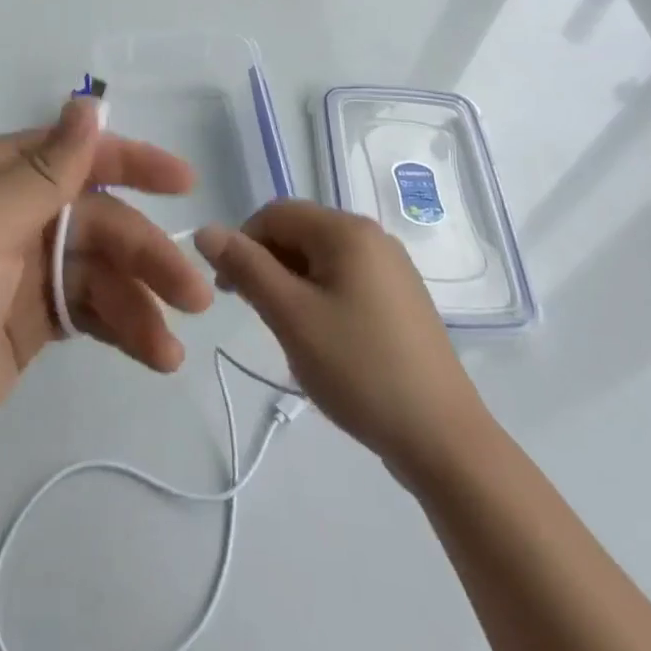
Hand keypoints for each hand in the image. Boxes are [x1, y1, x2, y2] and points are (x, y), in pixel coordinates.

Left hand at [0, 98, 212, 502]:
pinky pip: (89, 311)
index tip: (183, 182)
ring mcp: (22, 272)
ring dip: (142, 300)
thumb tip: (89, 104)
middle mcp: (11, 216)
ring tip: (173, 345)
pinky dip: (123, 327)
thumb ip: (43, 172)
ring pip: (100, 269)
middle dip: (146, 252)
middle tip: (195, 292)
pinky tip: (154, 353)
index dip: (131, 163)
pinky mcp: (29, 323)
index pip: (74, 155)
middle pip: (97, 220)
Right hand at [194, 202, 488, 484]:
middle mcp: (372, 236)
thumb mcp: (291, 316)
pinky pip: (346, 280)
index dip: (242, 243)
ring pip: (321, 259)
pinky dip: (321, 298)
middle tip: (259, 316)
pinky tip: (324, 341)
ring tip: (291, 334)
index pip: (275, 213)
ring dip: (292, 284)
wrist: (443, 438)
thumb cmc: (359, 368)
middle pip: (300, 232)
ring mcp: (392, 267)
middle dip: (268, 265)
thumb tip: (207, 230)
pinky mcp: (401, 298)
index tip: (228, 291)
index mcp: (347, 230)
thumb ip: (246, 267)